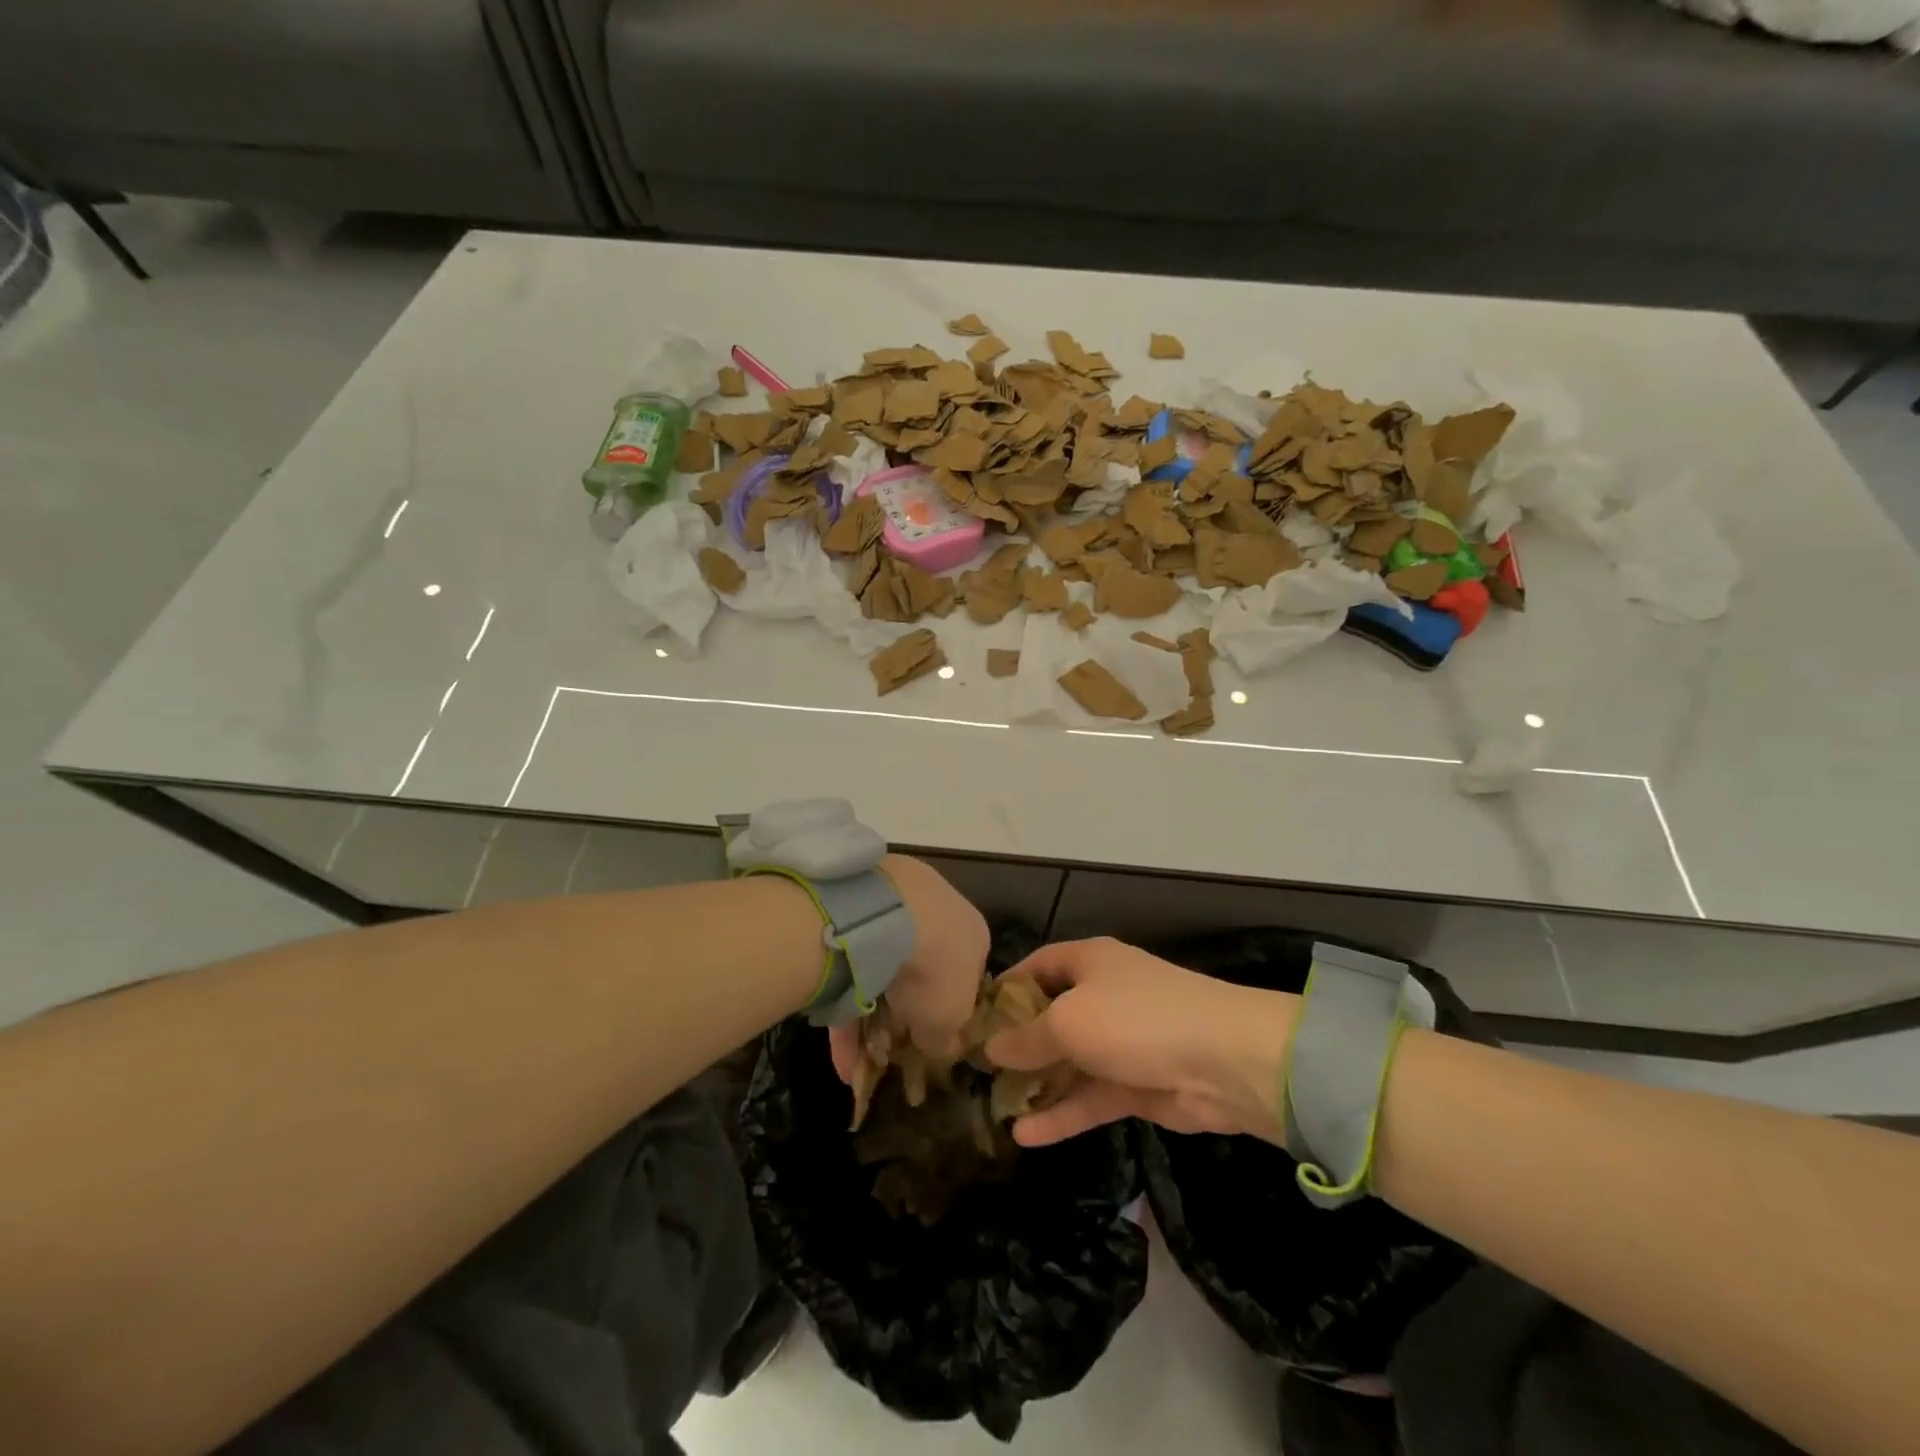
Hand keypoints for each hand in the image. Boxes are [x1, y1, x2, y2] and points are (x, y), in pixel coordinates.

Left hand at [828, 855, 987, 1080]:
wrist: (886, 915)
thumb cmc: (936, 968)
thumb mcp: (950, 1020)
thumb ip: (945, 1037)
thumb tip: (936, 1045)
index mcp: (972, 934)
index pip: (964, 977)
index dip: (945, 1015)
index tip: (925, 1043)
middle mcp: (938, 913)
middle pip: (920, 974)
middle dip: (900, 1018)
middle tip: (885, 1054)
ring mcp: (895, 906)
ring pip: (881, 972)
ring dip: (868, 1020)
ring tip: (855, 1064)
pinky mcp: (856, 909)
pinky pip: (851, 966)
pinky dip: (844, 1007)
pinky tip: (839, 1050)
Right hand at [984, 938, 1297, 1147]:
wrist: (1224, 1061)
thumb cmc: (1135, 1019)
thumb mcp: (1069, 1021)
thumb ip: (1027, 1037)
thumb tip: (991, 1048)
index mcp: (1089, 962)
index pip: (1039, 965)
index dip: (1008, 987)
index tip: (975, 1016)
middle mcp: (1103, 996)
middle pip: (1051, 1016)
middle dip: (1018, 1042)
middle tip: (978, 1070)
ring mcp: (1121, 1043)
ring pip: (1069, 1062)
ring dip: (1038, 1084)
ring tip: (995, 1107)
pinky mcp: (1136, 1085)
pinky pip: (1090, 1097)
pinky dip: (1062, 1114)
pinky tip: (1026, 1137)